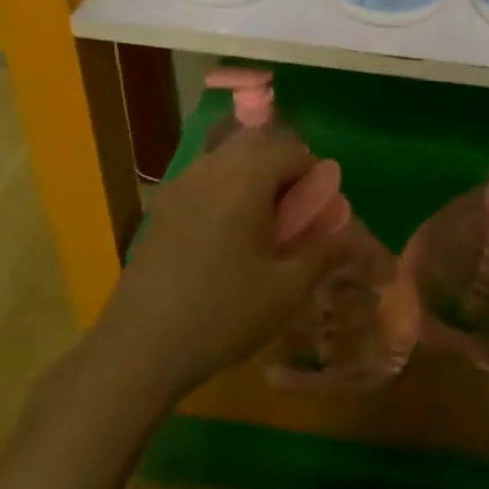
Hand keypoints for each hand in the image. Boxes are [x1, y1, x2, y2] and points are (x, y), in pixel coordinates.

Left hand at [96, 128, 348, 399]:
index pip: (291, 150)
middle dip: (282, 163)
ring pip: (225, 156)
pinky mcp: (160, 207)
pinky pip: (202, 177)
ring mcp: (179, 185)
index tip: (320, 208)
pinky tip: (226, 235)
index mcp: (245, 179)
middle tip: (294, 208)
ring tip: (262, 221)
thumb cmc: (223, 313)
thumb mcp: (286, 289)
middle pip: (255, 142)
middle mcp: (210, 169)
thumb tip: (348, 236)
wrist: (140, 346)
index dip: (314, 173)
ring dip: (251, 173)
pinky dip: (224, 187)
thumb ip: (322, 254)